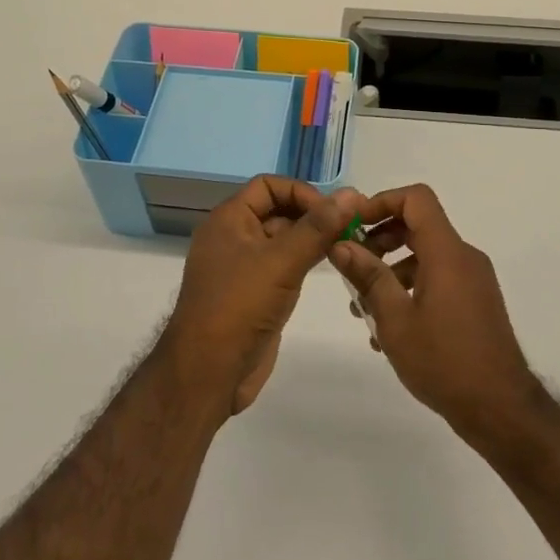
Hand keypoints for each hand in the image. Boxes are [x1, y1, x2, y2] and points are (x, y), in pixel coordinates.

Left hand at [161, 176, 363, 417]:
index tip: (332, 212)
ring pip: (281, 240)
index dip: (301, 192)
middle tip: (350, 227)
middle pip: (276, 210)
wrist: (208, 373)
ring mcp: (242, 267)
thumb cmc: (240, 306)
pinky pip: (281, 266)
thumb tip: (351, 193)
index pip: (268, 186)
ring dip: (311, 239)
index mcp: (228, 219)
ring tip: (347, 245)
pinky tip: (329, 267)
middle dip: (311, 215)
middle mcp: (233, 237)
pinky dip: (304, 261)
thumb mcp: (282, 261)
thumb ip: (318, 227)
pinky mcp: (252, 294)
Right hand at [328, 183, 541, 443]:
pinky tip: (389, 329)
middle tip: (352, 266)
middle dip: (381, 239)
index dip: (382, 201)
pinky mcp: (476, 301)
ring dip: (392, 270)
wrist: (501, 409)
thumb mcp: (395, 320)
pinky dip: (411, 288)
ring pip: (425, 256)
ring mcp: (473, 280)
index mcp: (447, 253)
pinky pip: (439, 278)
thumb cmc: (444, 361)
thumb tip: (340, 245)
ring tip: (363, 308)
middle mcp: (464, 257)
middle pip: (418, 225)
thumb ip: (368, 277)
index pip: (416, 199)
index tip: (354, 225)